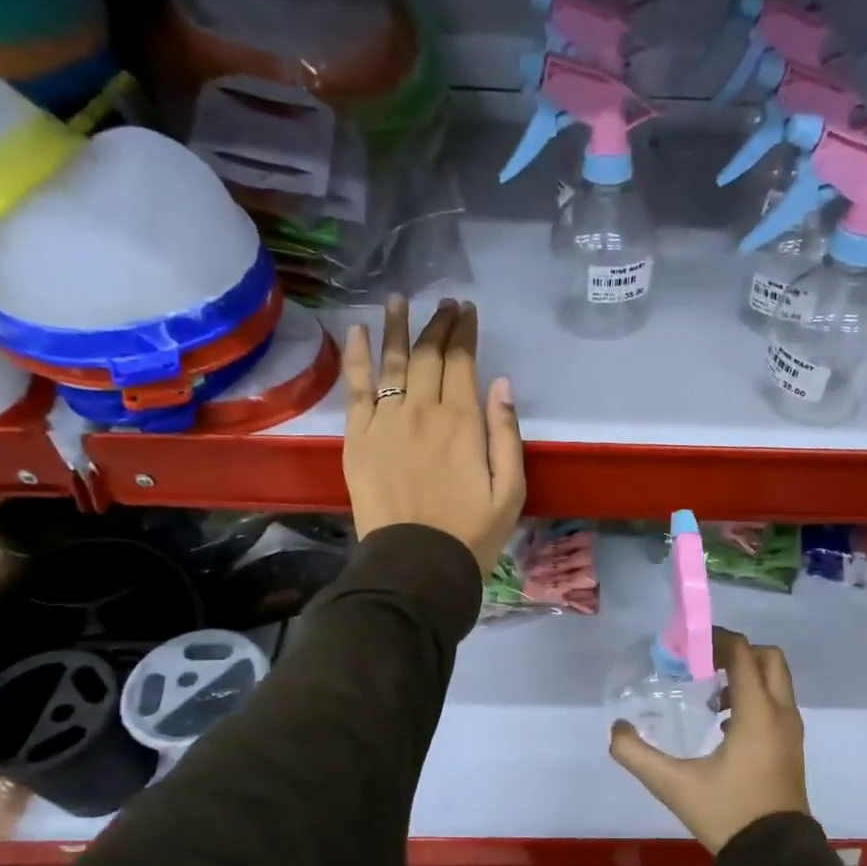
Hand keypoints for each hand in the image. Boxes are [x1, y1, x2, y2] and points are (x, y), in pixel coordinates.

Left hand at [342, 296, 525, 575]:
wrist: (416, 565)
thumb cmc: (472, 533)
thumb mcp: (511, 490)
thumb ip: (506, 434)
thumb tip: (500, 384)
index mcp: (463, 422)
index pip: (462, 362)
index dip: (464, 332)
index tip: (467, 311)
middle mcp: (422, 411)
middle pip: (428, 355)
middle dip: (438, 324)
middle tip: (444, 304)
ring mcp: (385, 422)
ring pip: (391, 362)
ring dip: (397, 327)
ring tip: (400, 299)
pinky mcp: (357, 438)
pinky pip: (356, 388)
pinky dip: (357, 357)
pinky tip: (360, 331)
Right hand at [609, 628, 809, 854]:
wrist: (774, 859)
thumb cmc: (728, 814)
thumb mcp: (674, 785)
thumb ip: (637, 755)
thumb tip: (616, 730)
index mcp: (757, 713)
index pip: (742, 654)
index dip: (716, 640)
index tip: (688, 646)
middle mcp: (781, 713)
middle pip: (768, 658)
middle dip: (736, 652)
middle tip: (703, 665)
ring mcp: (791, 731)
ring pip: (775, 681)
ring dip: (746, 676)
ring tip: (710, 699)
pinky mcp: (792, 747)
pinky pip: (777, 703)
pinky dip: (755, 697)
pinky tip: (725, 726)